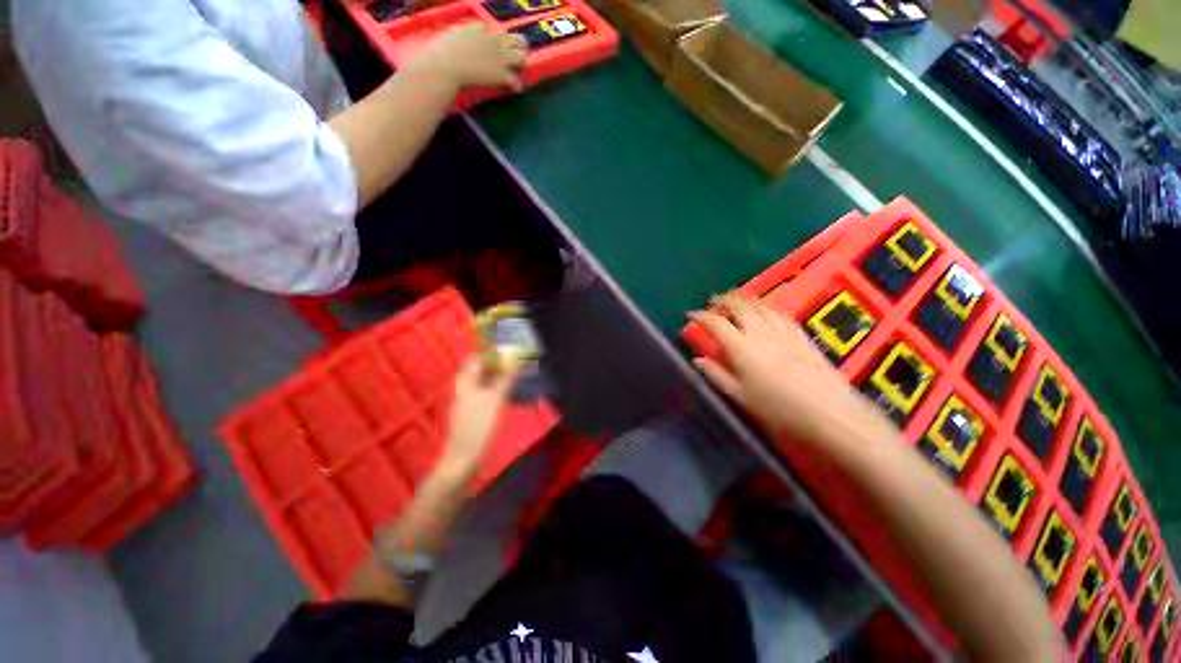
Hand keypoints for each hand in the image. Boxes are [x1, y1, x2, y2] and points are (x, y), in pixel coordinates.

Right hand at [411, 23, 526, 89]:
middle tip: (514, 60)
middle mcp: (495, 40)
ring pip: (521, 58)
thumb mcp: (455, 33)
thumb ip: (465, 33)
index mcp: (483, 29)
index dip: (501, 42)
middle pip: (514, 41)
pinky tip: (514, 89)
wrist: (447, 66)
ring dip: (521, 65)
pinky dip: (516, 86)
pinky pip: (516, 81)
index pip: (499, 32)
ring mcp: (501, 58)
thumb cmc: (443, 50)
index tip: (499, 49)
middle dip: (515, 49)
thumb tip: (464, 36)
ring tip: (517, 72)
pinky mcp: (502, 75)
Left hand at [441, 355, 520, 472]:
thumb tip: (515, 359)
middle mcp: (465, 391)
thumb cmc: (478, 427)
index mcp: (466, 384)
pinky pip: (486, 397)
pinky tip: (510, 398)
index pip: (475, 360)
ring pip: (484, 385)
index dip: (491, 355)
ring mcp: (468, 404)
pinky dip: (498, 393)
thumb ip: (506, 379)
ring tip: (517, 380)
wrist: (462, 460)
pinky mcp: (473, 416)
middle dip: (498, 367)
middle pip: (480, 372)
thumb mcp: (495, 400)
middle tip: (517, 367)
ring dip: (499, 380)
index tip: (509, 354)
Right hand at [692, 292, 886, 446]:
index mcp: (742, 348)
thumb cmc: (779, 409)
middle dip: (723, 300)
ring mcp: (783, 331)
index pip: (717, 324)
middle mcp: (761, 333)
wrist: (829, 413)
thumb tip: (698, 360)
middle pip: (739, 307)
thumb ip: (718, 375)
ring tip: (735, 298)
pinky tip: (765, 309)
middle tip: (713, 299)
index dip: (702, 316)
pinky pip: (780, 313)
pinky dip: (766, 307)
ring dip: (744, 299)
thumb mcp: (741, 396)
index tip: (692, 314)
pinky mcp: (801, 335)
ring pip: (760, 306)